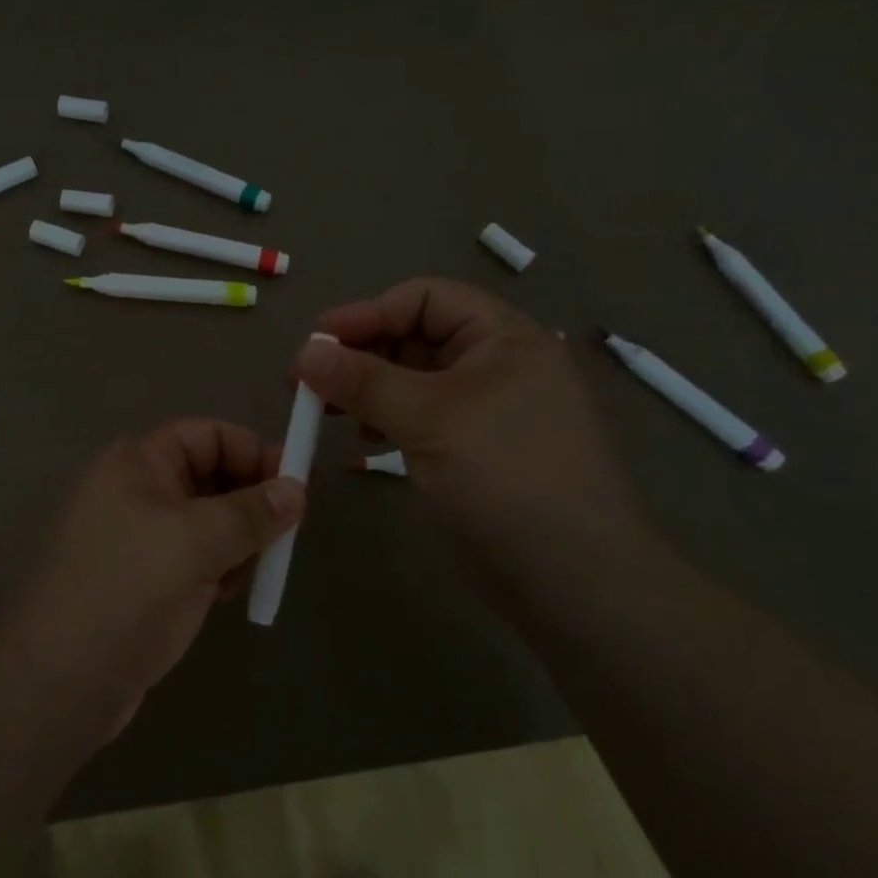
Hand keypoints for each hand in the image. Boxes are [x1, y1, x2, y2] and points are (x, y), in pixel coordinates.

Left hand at [4, 420, 304, 731]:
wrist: (62, 681)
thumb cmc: (129, 590)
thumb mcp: (197, 542)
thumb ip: (252, 512)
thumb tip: (298, 488)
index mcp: (138, 463)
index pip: (207, 435)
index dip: (253, 451)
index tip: (296, 485)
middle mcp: (137, 490)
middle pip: (210, 476)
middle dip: (251, 500)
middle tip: (288, 531)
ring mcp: (140, 537)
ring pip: (208, 520)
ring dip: (240, 538)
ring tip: (260, 566)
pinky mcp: (146, 578)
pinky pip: (197, 556)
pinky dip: (221, 566)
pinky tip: (231, 591)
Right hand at [294, 278, 645, 568]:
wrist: (574, 579)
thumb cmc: (505, 477)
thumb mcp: (429, 419)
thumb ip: (363, 381)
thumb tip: (303, 353)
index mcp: (502, 336)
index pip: (424, 299)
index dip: (367, 313)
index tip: (316, 343)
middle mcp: (496, 362)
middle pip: (415, 335)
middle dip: (361, 353)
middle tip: (307, 381)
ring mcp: (487, 407)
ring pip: (413, 378)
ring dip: (367, 387)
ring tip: (325, 410)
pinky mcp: (475, 446)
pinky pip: (422, 414)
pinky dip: (387, 418)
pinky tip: (364, 438)